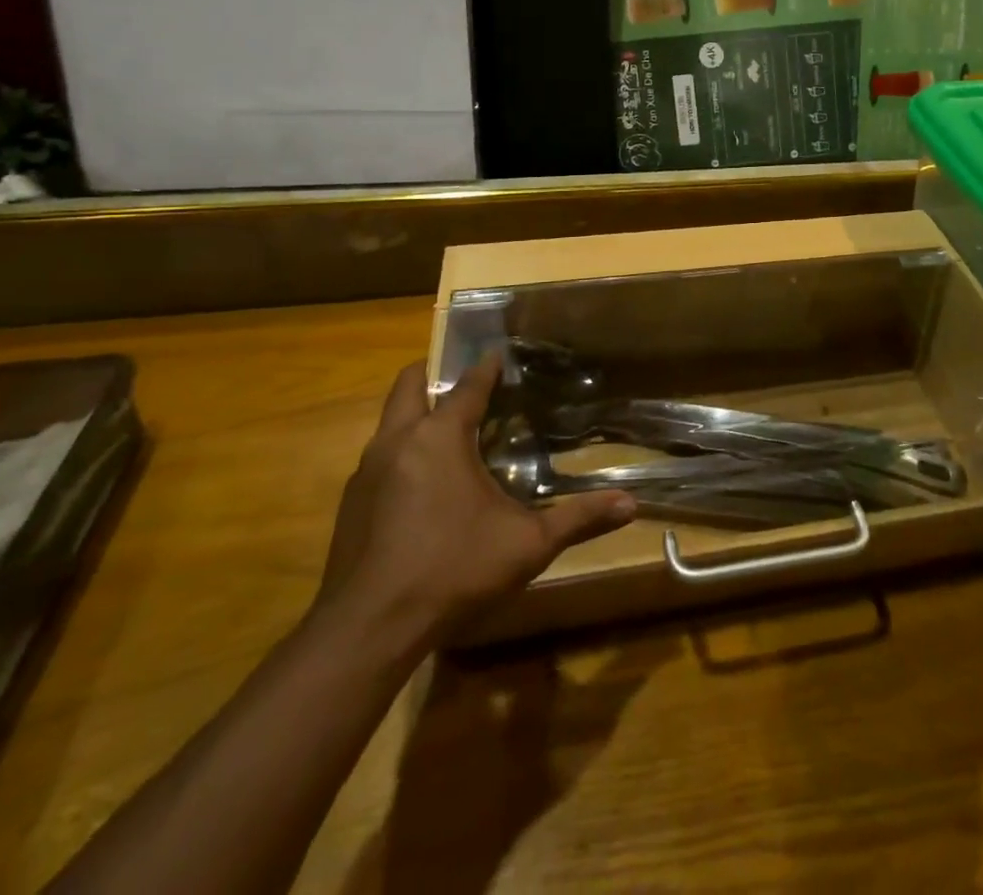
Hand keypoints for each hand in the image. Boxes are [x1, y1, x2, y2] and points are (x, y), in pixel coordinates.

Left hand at [314, 353, 635, 658]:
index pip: (468, 385)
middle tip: (465, 382)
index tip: (501, 354)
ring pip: (389, 422)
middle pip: (409, 385)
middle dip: (434, 373)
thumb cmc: (452, 570)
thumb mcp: (527, 545)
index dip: (488, 367)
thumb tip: (631, 503)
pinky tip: (422, 485)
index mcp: (439, 437)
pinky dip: (401, 453)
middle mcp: (398, 441)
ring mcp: (367, 472)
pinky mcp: (350, 503)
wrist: (368, 629)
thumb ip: (578, 519)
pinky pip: (379, 458)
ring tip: (448, 430)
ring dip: (416, 415)